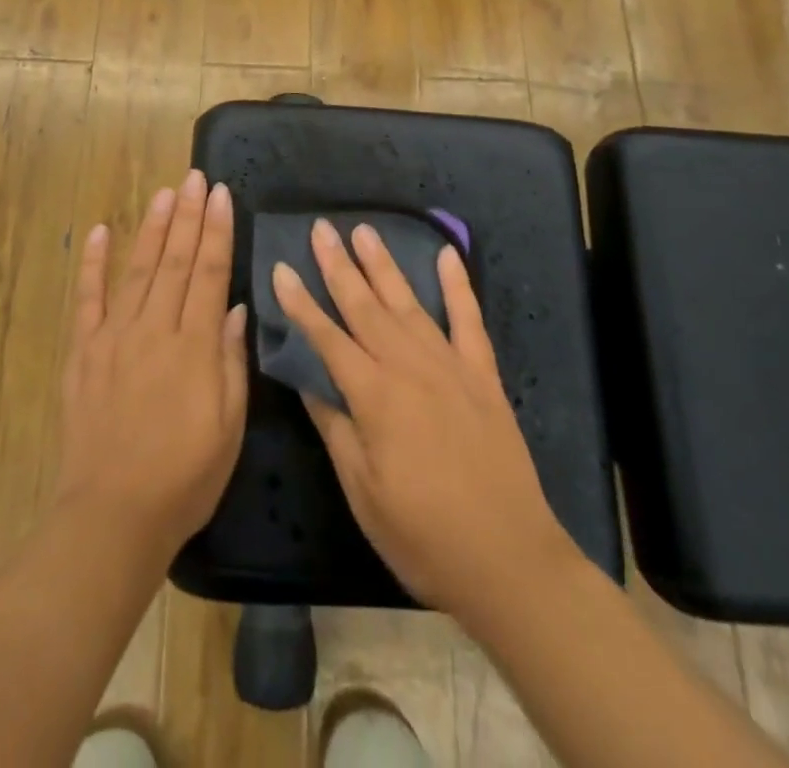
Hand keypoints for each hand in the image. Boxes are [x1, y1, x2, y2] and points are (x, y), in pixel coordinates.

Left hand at [54, 170, 248, 563]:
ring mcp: (114, 337)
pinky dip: (92, 263)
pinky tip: (98, 232)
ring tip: (164, 193)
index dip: (217, 231)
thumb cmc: (185, 476)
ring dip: (152, 228)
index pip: (209, 273)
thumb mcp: (230, 425)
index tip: (222, 195)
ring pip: (138, 269)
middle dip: (188, 215)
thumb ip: (231, 361)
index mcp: (194, 345)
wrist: (113, 514)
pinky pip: (88, 299)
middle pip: (175, 260)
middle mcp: (154, 329)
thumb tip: (236, 308)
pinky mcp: (84, 352)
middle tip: (195, 178)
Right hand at [274, 220, 572, 620]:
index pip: (326, 338)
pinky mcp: (483, 375)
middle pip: (365, 307)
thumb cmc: (423, 535)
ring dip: (384, 265)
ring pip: (408, 303)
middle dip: (339, 266)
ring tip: (364, 231)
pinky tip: (447, 255)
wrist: (508, 561)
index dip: (300, 303)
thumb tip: (306, 379)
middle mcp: (409, 367)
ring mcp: (450, 366)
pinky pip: (469, 320)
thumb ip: (334, 426)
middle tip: (321, 228)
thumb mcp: (362, 490)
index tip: (280, 268)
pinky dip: (458, 285)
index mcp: (374, 396)